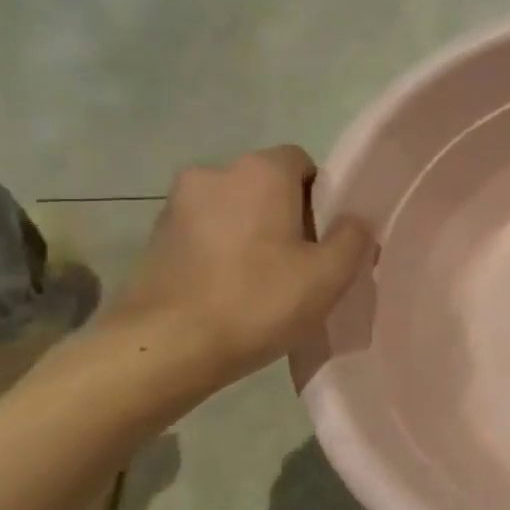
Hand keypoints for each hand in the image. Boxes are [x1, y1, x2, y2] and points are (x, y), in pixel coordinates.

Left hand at [105, 146, 374, 384]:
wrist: (165, 347)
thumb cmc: (258, 302)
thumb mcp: (329, 275)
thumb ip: (353, 237)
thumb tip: (355, 219)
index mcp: (260, 172)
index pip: (302, 162)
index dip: (321, 197)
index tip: (325, 238)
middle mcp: (214, 173)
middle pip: (266, 185)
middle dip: (286, 215)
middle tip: (301, 263)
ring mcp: (176, 204)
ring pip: (234, 209)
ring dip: (251, 233)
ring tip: (262, 282)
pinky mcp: (154, 237)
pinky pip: (205, 232)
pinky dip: (221, 251)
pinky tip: (229, 291)